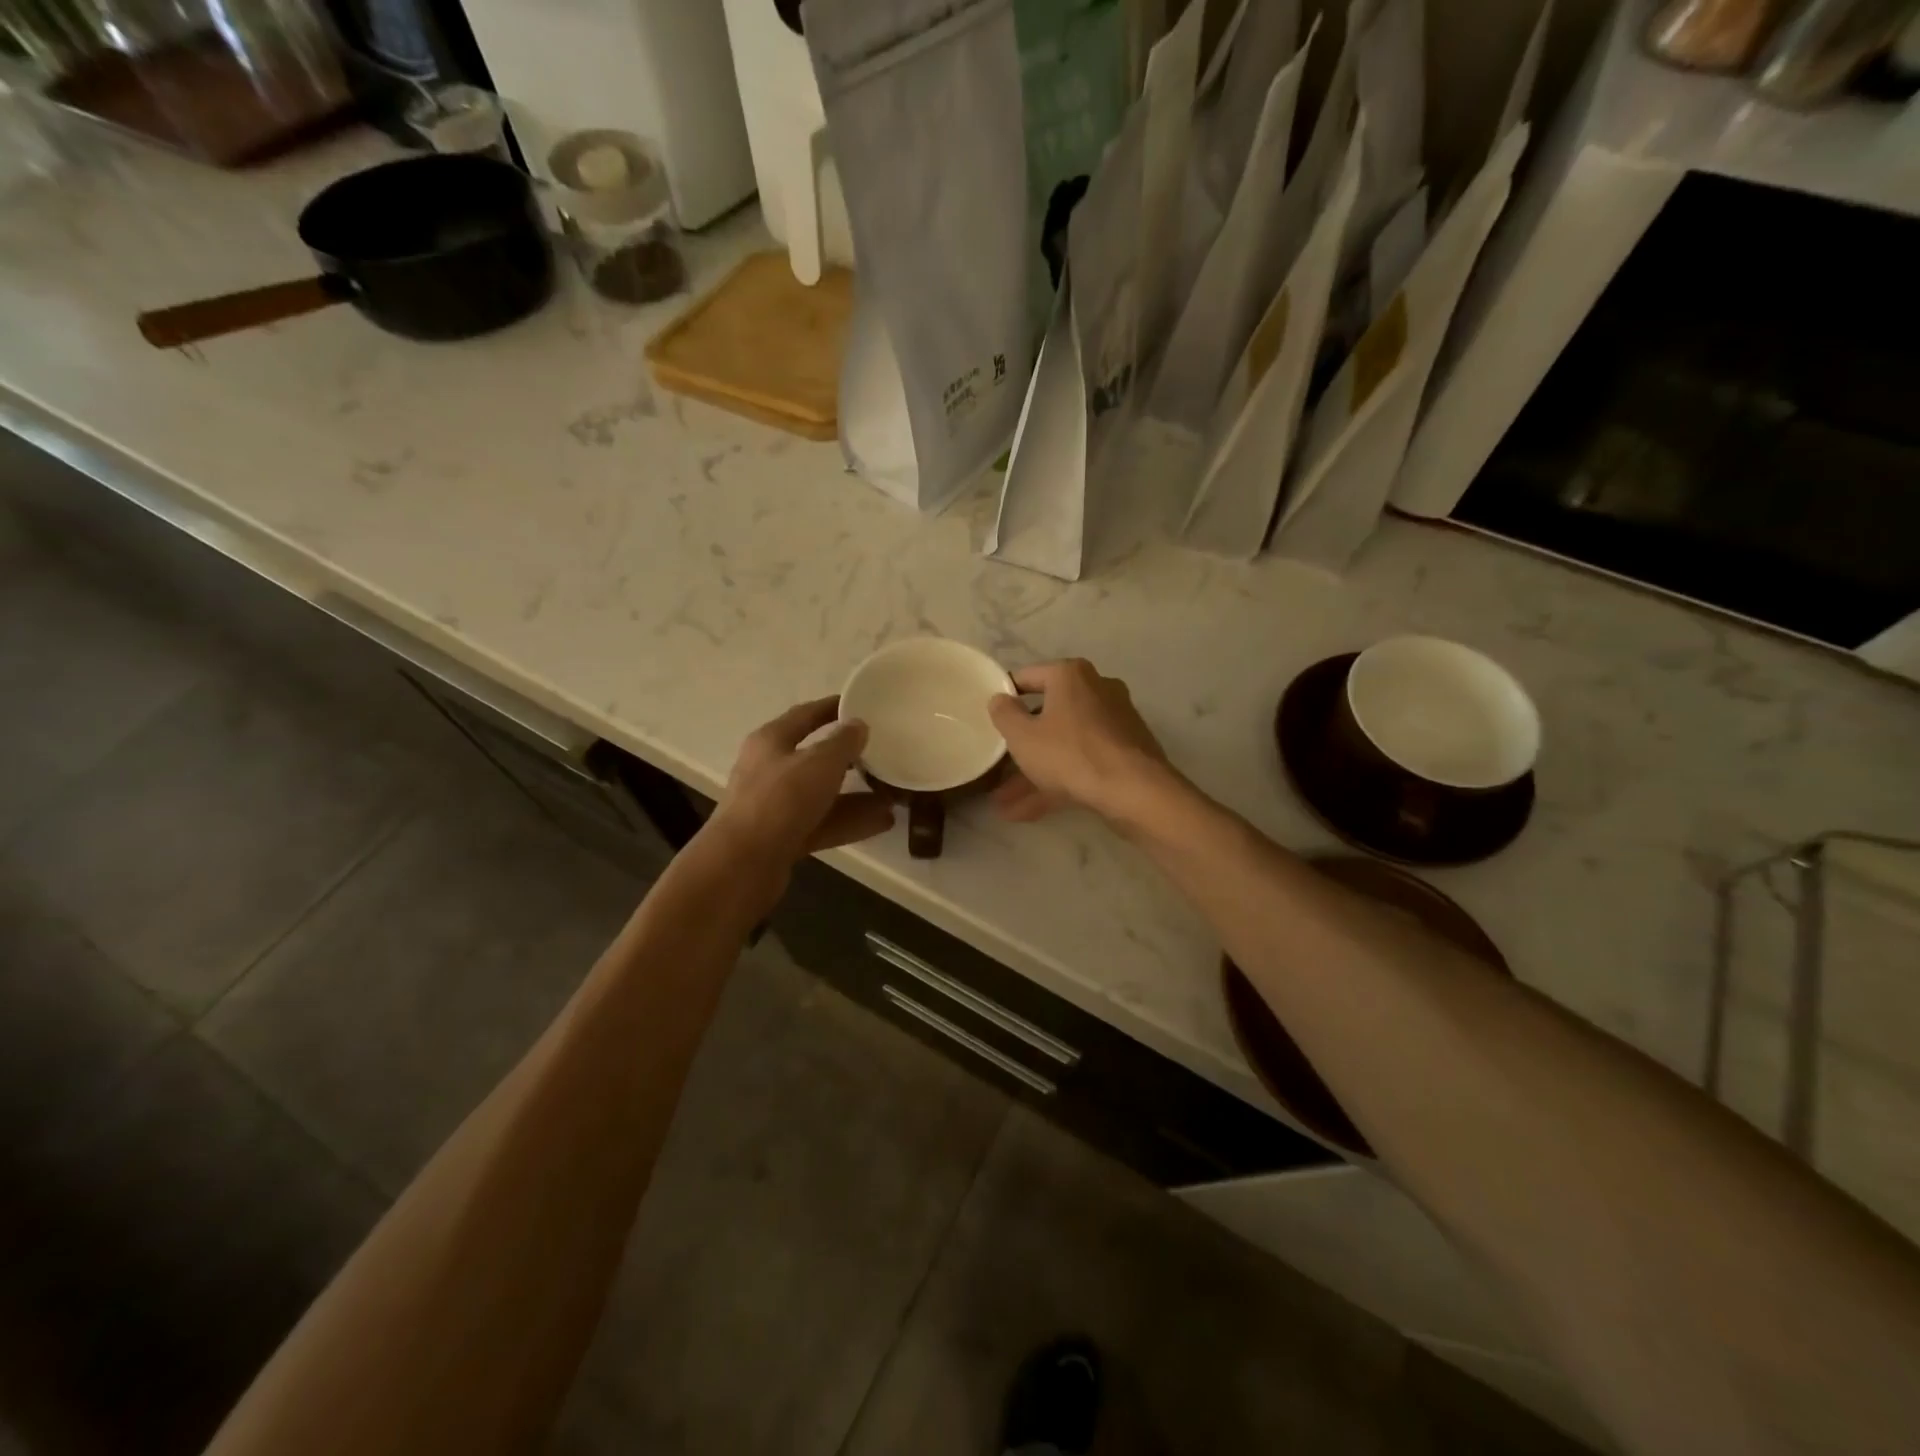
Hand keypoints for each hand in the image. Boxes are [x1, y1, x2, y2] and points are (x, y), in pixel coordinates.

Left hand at [708, 698, 895, 872]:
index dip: (833, 707)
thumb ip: (843, 742)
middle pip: (814, 757)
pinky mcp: (784, 838)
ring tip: (893, 792)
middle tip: (882, 751)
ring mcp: (776, 806)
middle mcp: (770, 769)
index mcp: (771, 741)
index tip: (861, 704)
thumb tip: (858, 725)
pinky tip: (884, 821)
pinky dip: (850, 820)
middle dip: (849, 756)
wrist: (744, 864)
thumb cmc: (781, 800)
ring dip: (856, 793)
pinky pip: (824, 822)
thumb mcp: (819, 763)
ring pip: (823, 794)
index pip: (805, 715)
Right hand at [986, 660, 1175, 827]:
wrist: (1134, 791)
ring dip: (1033, 773)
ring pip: (1064, 745)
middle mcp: (1096, 690)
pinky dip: (1057, 782)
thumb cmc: (1070, 753)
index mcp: (1071, 675)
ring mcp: (1114, 723)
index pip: (1027, 677)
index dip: (1004, 698)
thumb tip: (1000, 699)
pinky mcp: (1124, 753)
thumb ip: (1004, 714)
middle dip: (1020, 747)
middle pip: (1047, 715)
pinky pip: (1082, 762)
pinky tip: (1028, 812)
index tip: (989, 719)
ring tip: (1003, 804)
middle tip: (996, 766)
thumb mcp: (1023, 736)